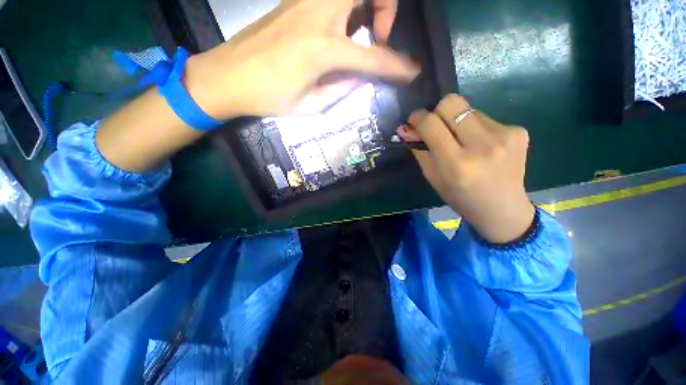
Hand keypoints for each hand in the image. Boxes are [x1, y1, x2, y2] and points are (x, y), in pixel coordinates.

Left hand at [185, 0, 418, 118]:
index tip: (412, 71)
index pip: (374, 57)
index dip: (397, 66)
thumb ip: (342, 89)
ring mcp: (304, 1)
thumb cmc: (269, 98)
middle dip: (387, 6)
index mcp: (323, 50)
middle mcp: (318, 15)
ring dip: (367, 3)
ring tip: (363, 30)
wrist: (227, 76)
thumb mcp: (311, 106)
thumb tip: (362, 78)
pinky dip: (348, 6)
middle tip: (379, 35)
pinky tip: (341, 26)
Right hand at [397, 94, 534, 243]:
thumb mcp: (433, 178)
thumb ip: (420, 151)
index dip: (418, 118)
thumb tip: (406, 129)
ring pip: (468, 109)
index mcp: (456, 164)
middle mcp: (482, 145)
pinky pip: (485, 118)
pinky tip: (481, 145)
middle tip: (436, 126)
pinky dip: (475, 127)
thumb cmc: (460, 197)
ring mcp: (505, 135)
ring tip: (462, 141)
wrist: (502, 209)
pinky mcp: (519, 131)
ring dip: (457, 121)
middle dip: (437, 111)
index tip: (414, 120)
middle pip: (452, 103)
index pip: (431, 124)